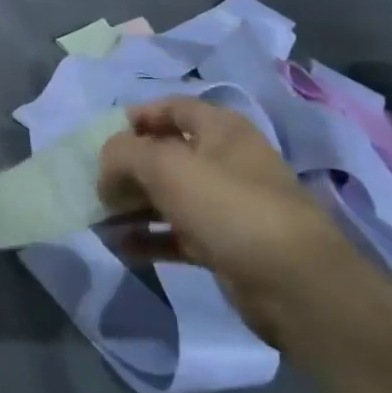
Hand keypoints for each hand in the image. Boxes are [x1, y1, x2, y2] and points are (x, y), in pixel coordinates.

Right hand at [98, 97, 388, 345]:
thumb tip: (106, 167)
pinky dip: (148, 237)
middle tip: (95, 182)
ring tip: (99, 217)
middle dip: (127, 166)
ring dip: (132, 204)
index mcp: (221, 130)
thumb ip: (123, 154)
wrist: (296, 285)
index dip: (136, 116)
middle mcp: (225, 162)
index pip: (172, 107)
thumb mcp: (165, 166)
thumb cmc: (229, 207)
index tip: (101, 136)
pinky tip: (120, 246)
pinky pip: (176, 233)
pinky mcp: (224, 244)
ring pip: (168, 195)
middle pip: (166, 153)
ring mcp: (226, 205)